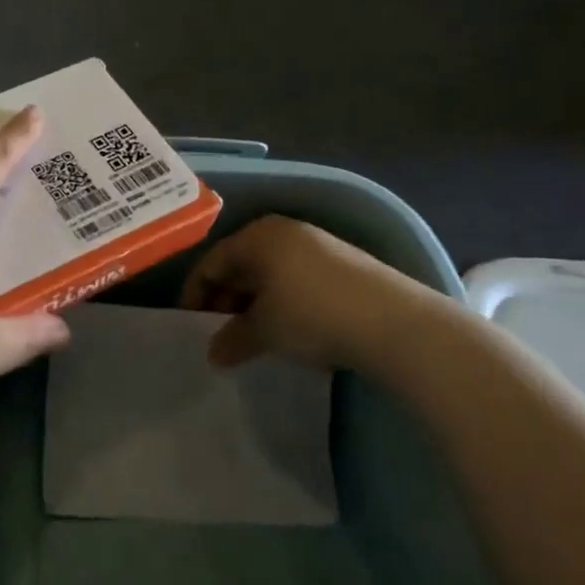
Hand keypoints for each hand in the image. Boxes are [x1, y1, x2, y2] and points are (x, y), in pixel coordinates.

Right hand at [181, 216, 454, 371]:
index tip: (190, 325)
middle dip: (225, 299)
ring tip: (252, 335)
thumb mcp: (264, 331)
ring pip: (269, 272)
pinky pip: (295, 278)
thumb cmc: (312, 315)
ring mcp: (316, 245)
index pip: (211, 262)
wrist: (395, 322)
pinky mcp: (342, 263)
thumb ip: (232, 339)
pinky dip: (281, 300)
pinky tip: (288, 327)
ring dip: (254, 302)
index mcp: (256, 236)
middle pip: (240, 264)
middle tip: (219, 332)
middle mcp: (283, 231)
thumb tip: (214, 354)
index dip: (194, 294)